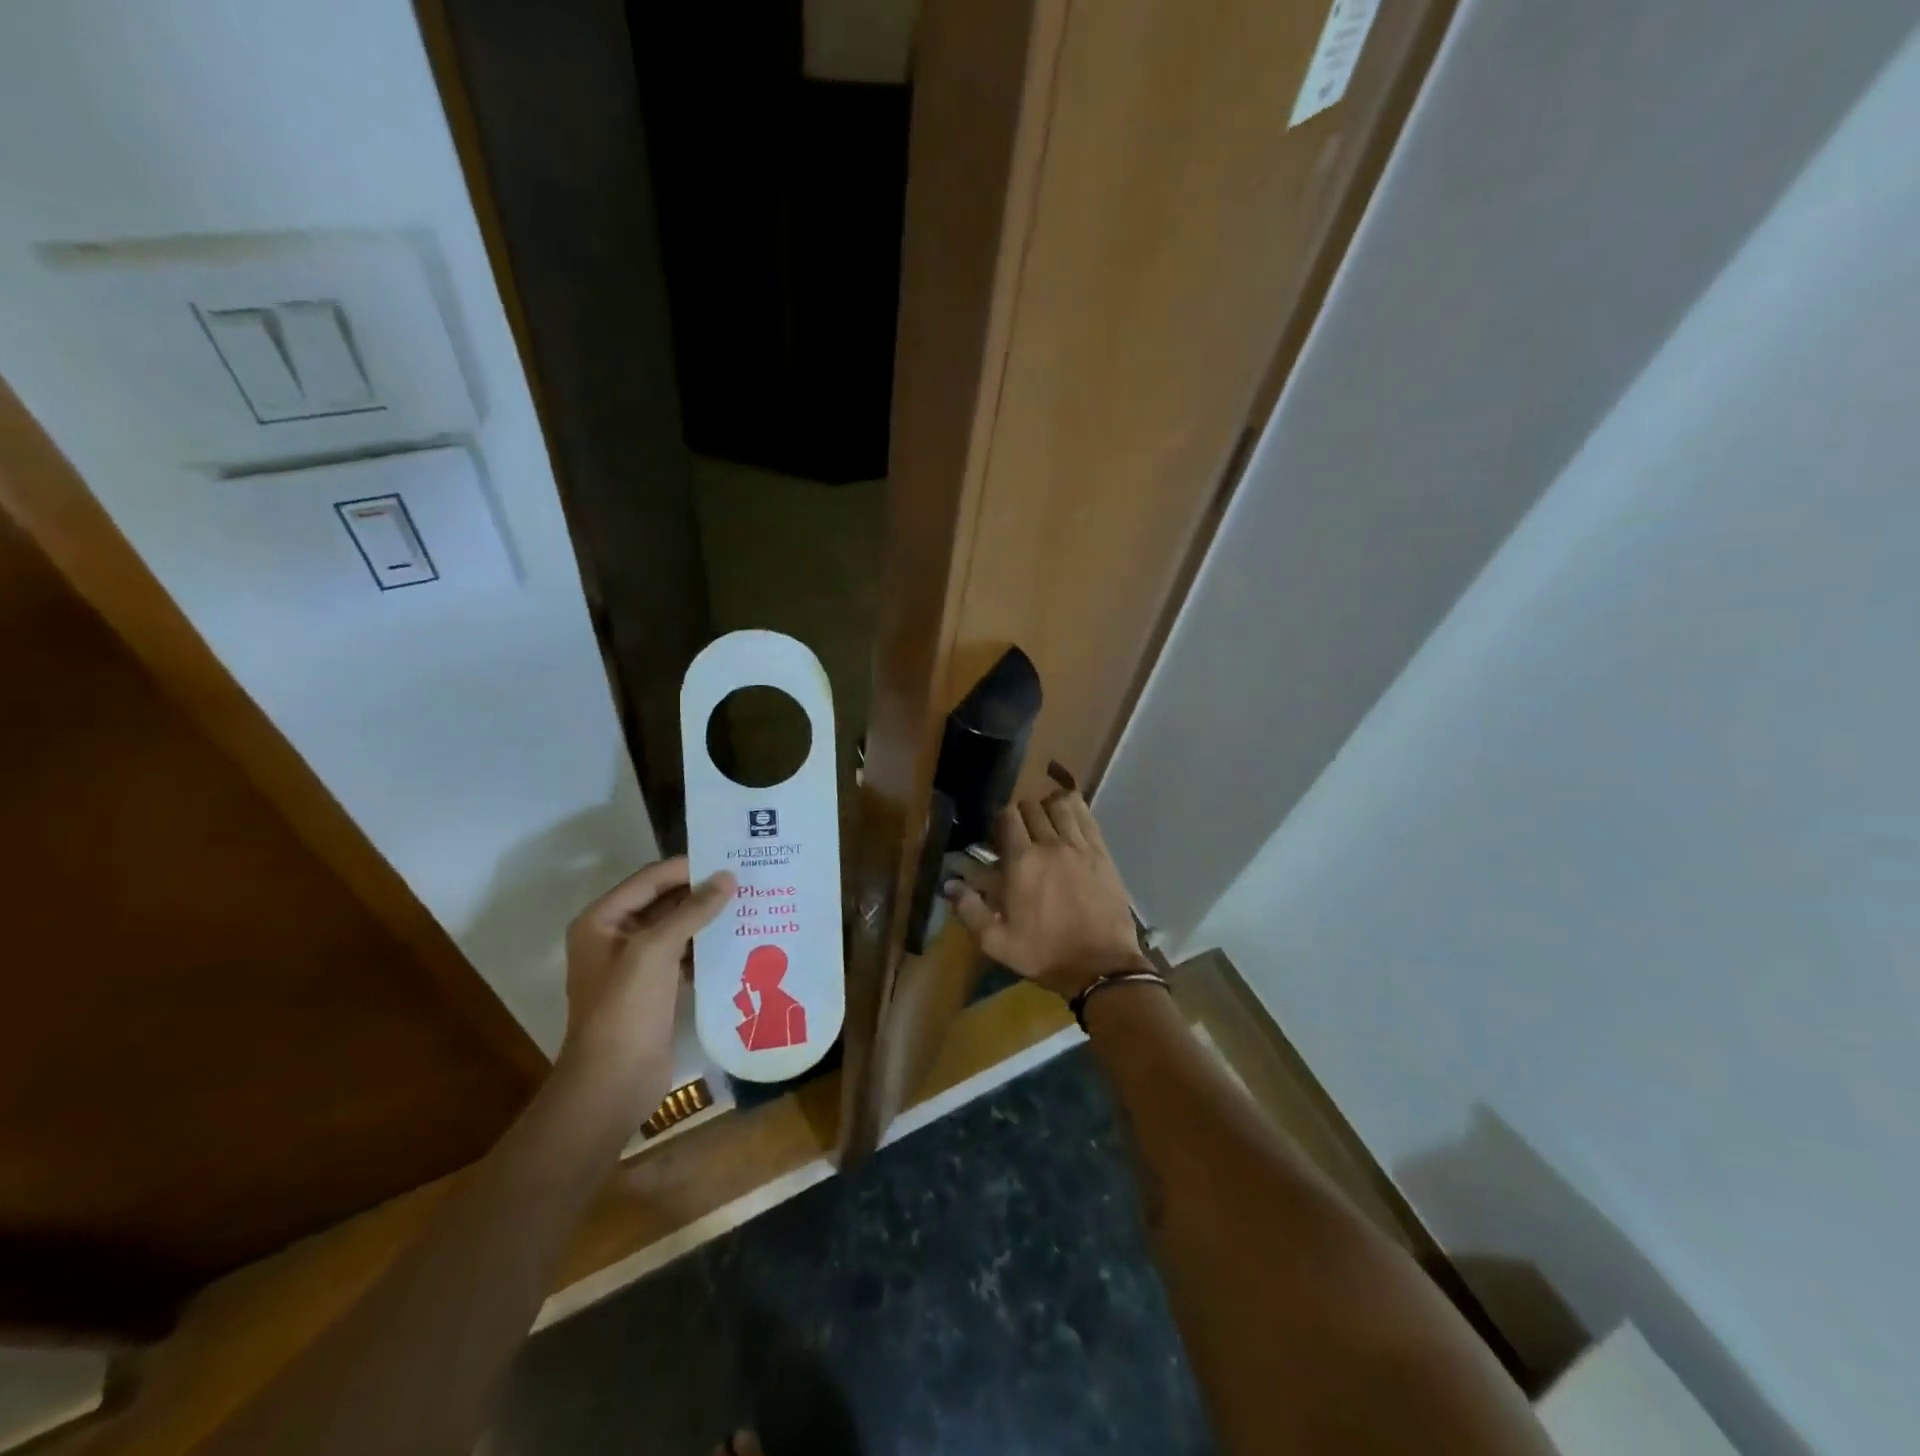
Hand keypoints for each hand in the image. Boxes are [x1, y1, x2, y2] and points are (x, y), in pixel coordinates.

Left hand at [562, 858, 733, 1071]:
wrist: (613, 1082)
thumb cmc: (626, 1007)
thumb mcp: (656, 950)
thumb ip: (693, 910)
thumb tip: (728, 877)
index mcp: (601, 920)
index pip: (651, 879)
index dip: (688, 868)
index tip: (731, 861)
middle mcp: (614, 937)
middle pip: (664, 901)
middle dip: (702, 892)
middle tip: (747, 882)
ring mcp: (635, 965)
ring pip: (677, 929)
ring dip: (708, 920)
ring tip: (750, 907)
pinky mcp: (654, 988)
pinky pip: (683, 955)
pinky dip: (706, 948)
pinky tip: (738, 943)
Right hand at [943, 790, 1147, 998]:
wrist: (1101, 965)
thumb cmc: (1045, 954)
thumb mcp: (997, 942)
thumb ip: (969, 910)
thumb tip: (949, 884)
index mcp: (1022, 862)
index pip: (1007, 817)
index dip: (1000, 819)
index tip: (998, 834)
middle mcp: (1050, 844)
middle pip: (1033, 807)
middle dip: (1022, 814)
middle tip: (1020, 833)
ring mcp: (1080, 846)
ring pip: (1060, 805)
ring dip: (1048, 808)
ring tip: (1045, 823)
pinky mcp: (1102, 852)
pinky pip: (1087, 816)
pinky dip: (1075, 809)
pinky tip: (1070, 817)